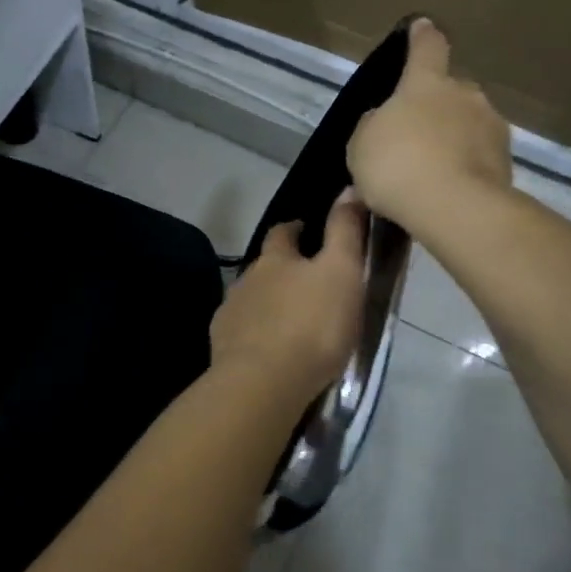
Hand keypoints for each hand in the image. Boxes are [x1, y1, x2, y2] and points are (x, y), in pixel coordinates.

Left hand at [210, 192, 366, 403]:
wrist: (263, 382)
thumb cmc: (312, 324)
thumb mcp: (342, 272)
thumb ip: (345, 231)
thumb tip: (348, 189)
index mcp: (275, 259)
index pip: (282, 232)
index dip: (295, 229)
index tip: (306, 231)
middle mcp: (246, 279)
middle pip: (263, 267)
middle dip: (280, 269)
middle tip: (305, 283)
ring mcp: (230, 314)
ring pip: (251, 299)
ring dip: (268, 304)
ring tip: (290, 321)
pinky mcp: (222, 347)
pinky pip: (241, 332)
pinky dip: (255, 334)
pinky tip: (268, 349)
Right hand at [347, 19, 512, 233]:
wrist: (454, 207)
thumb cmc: (398, 164)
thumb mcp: (363, 143)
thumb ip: (374, 125)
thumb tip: (385, 121)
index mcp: (427, 83)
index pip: (427, 47)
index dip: (422, 36)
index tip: (421, 26)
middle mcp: (466, 95)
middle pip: (450, 91)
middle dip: (436, 107)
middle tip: (415, 136)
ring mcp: (492, 127)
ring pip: (468, 125)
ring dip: (453, 139)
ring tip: (431, 172)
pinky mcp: (507, 162)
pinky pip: (479, 157)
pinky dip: (465, 167)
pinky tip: (447, 191)